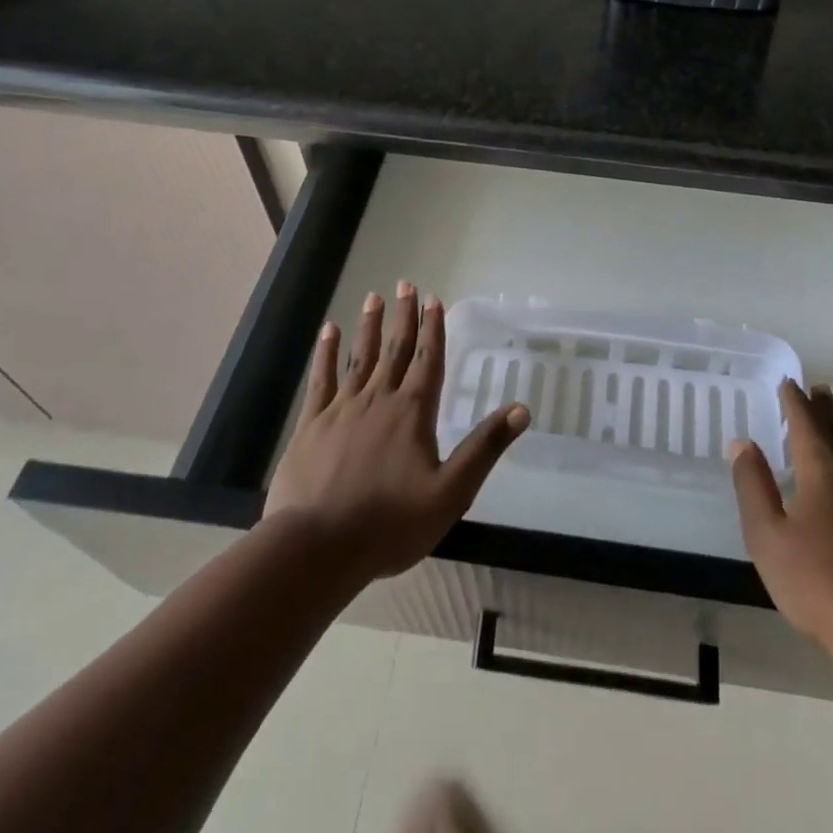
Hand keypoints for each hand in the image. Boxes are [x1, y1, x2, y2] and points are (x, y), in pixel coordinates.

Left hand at [264, 284, 528, 585]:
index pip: (429, 360)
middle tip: (405, 284)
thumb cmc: (390, 524)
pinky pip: (321, 380)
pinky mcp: (311, 425)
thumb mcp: (450, 493)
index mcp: (413, 413)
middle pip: (396, 349)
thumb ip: (484, 448)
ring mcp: (342, 409)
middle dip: (403, 316)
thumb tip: (521, 409)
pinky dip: (325, 354)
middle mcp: (379, 399)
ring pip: (359, 357)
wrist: (317, 548)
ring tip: (373, 297)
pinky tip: (328, 332)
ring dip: (369, 326)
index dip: (434, 328)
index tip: (434, 299)